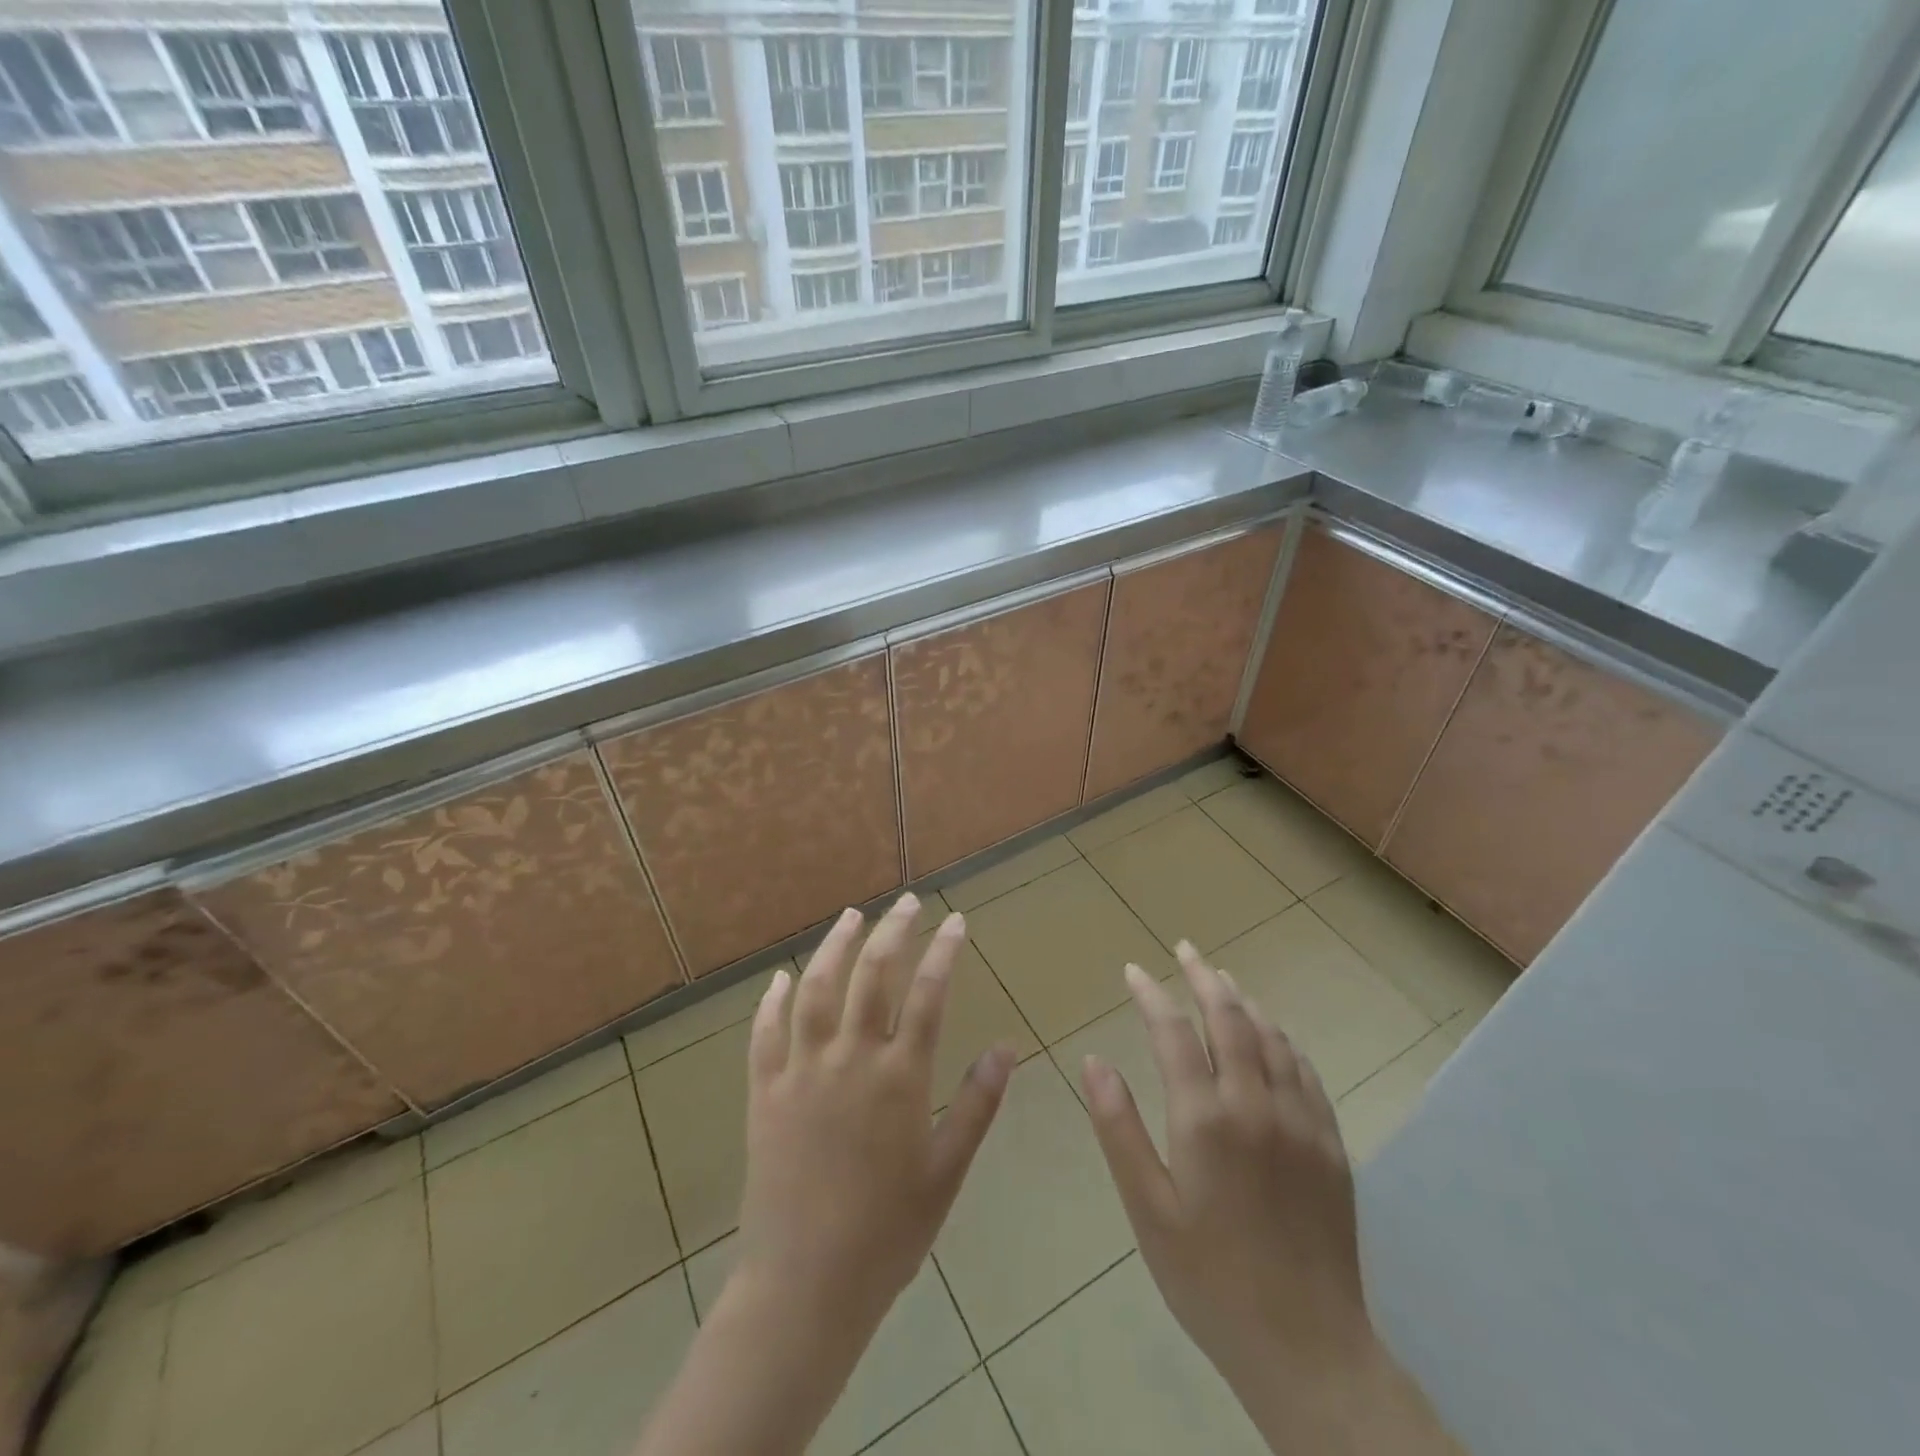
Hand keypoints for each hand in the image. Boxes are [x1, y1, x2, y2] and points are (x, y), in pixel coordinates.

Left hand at [734, 894, 1015, 1335]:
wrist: (804, 1287)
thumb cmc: (886, 1234)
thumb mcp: (946, 1172)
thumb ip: (977, 1105)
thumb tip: (1007, 1047)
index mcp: (899, 1078)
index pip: (929, 994)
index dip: (944, 951)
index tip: (956, 921)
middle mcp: (850, 1059)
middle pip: (873, 975)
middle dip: (893, 931)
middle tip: (906, 902)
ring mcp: (801, 1071)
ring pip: (816, 990)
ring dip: (835, 947)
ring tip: (851, 916)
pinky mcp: (764, 1092)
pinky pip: (765, 1034)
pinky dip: (771, 1001)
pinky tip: (779, 979)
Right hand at [1080, 944, 1375, 1406]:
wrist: (1307, 1349)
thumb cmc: (1209, 1280)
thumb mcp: (1147, 1210)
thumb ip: (1119, 1128)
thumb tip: (1093, 1061)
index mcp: (1205, 1119)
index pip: (1174, 1032)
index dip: (1151, 994)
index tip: (1133, 970)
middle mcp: (1256, 1105)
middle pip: (1230, 1018)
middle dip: (1203, 976)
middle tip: (1185, 949)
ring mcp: (1301, 1122)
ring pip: (1272, 1037)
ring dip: (1244, 1001)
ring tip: (1222, 979)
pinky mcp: (1330, 1144)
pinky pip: (1305, 1071)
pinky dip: (1282, 1039)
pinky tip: (1272, 1034)